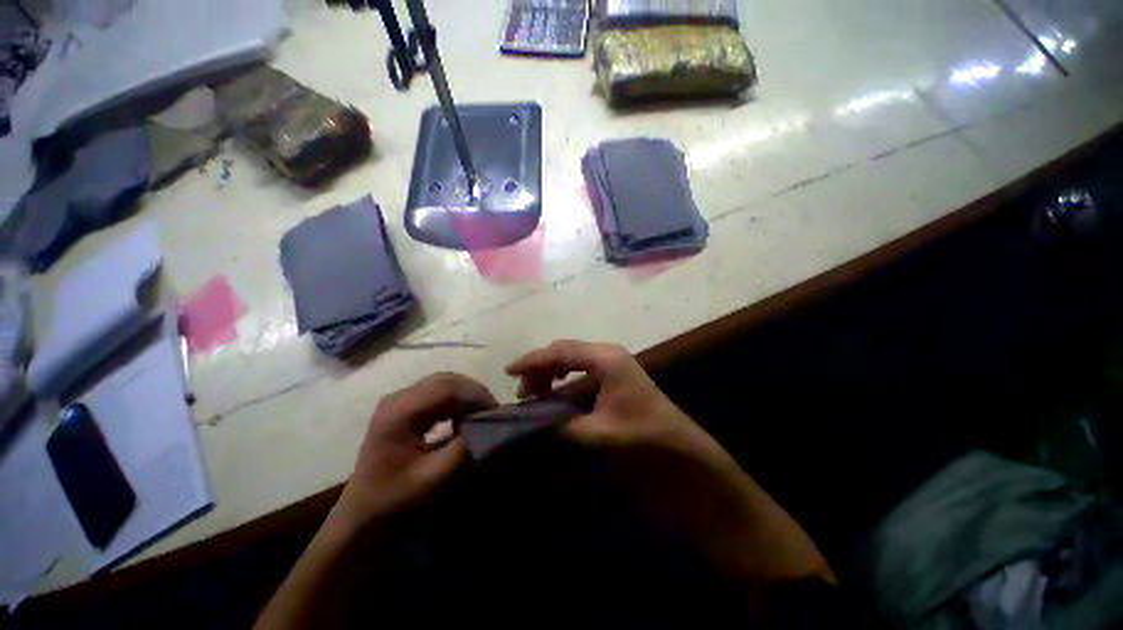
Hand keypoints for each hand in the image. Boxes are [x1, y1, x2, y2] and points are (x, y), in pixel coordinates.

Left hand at [334, 373, 496, 529]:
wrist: (361, 520)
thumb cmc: (394, 503)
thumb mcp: (433, 478)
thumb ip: (464, 449)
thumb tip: (492, 426)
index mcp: (399, 412)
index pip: (447, 388)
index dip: (477, 396)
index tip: (497, 413)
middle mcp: (398, 398)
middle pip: (446, 380)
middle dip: (474, 393)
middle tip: (493, 412)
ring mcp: (399, 402)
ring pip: (444, 384)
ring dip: (467, 397)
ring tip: (483, 415)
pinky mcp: (404, 409)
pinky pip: (438, 395)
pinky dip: (457, 403)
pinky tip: (465, 419)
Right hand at [507, 340, 731, 466]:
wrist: (685, 456)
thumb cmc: (645, 440)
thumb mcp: (598, 434)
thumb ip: (560, 428)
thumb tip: (525, 425)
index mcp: (606, 359)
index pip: (561, 351)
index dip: (533, 360)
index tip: (509, 372)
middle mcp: (608, 356)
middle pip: (565, 353)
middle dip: (540, 368)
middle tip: (521, 390)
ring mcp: (613, 365)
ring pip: (572, 361)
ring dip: (551, 375)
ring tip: (533, 394)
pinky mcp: (615, 378)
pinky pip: (582, 372)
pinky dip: (564, 381)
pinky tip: (556, 394)